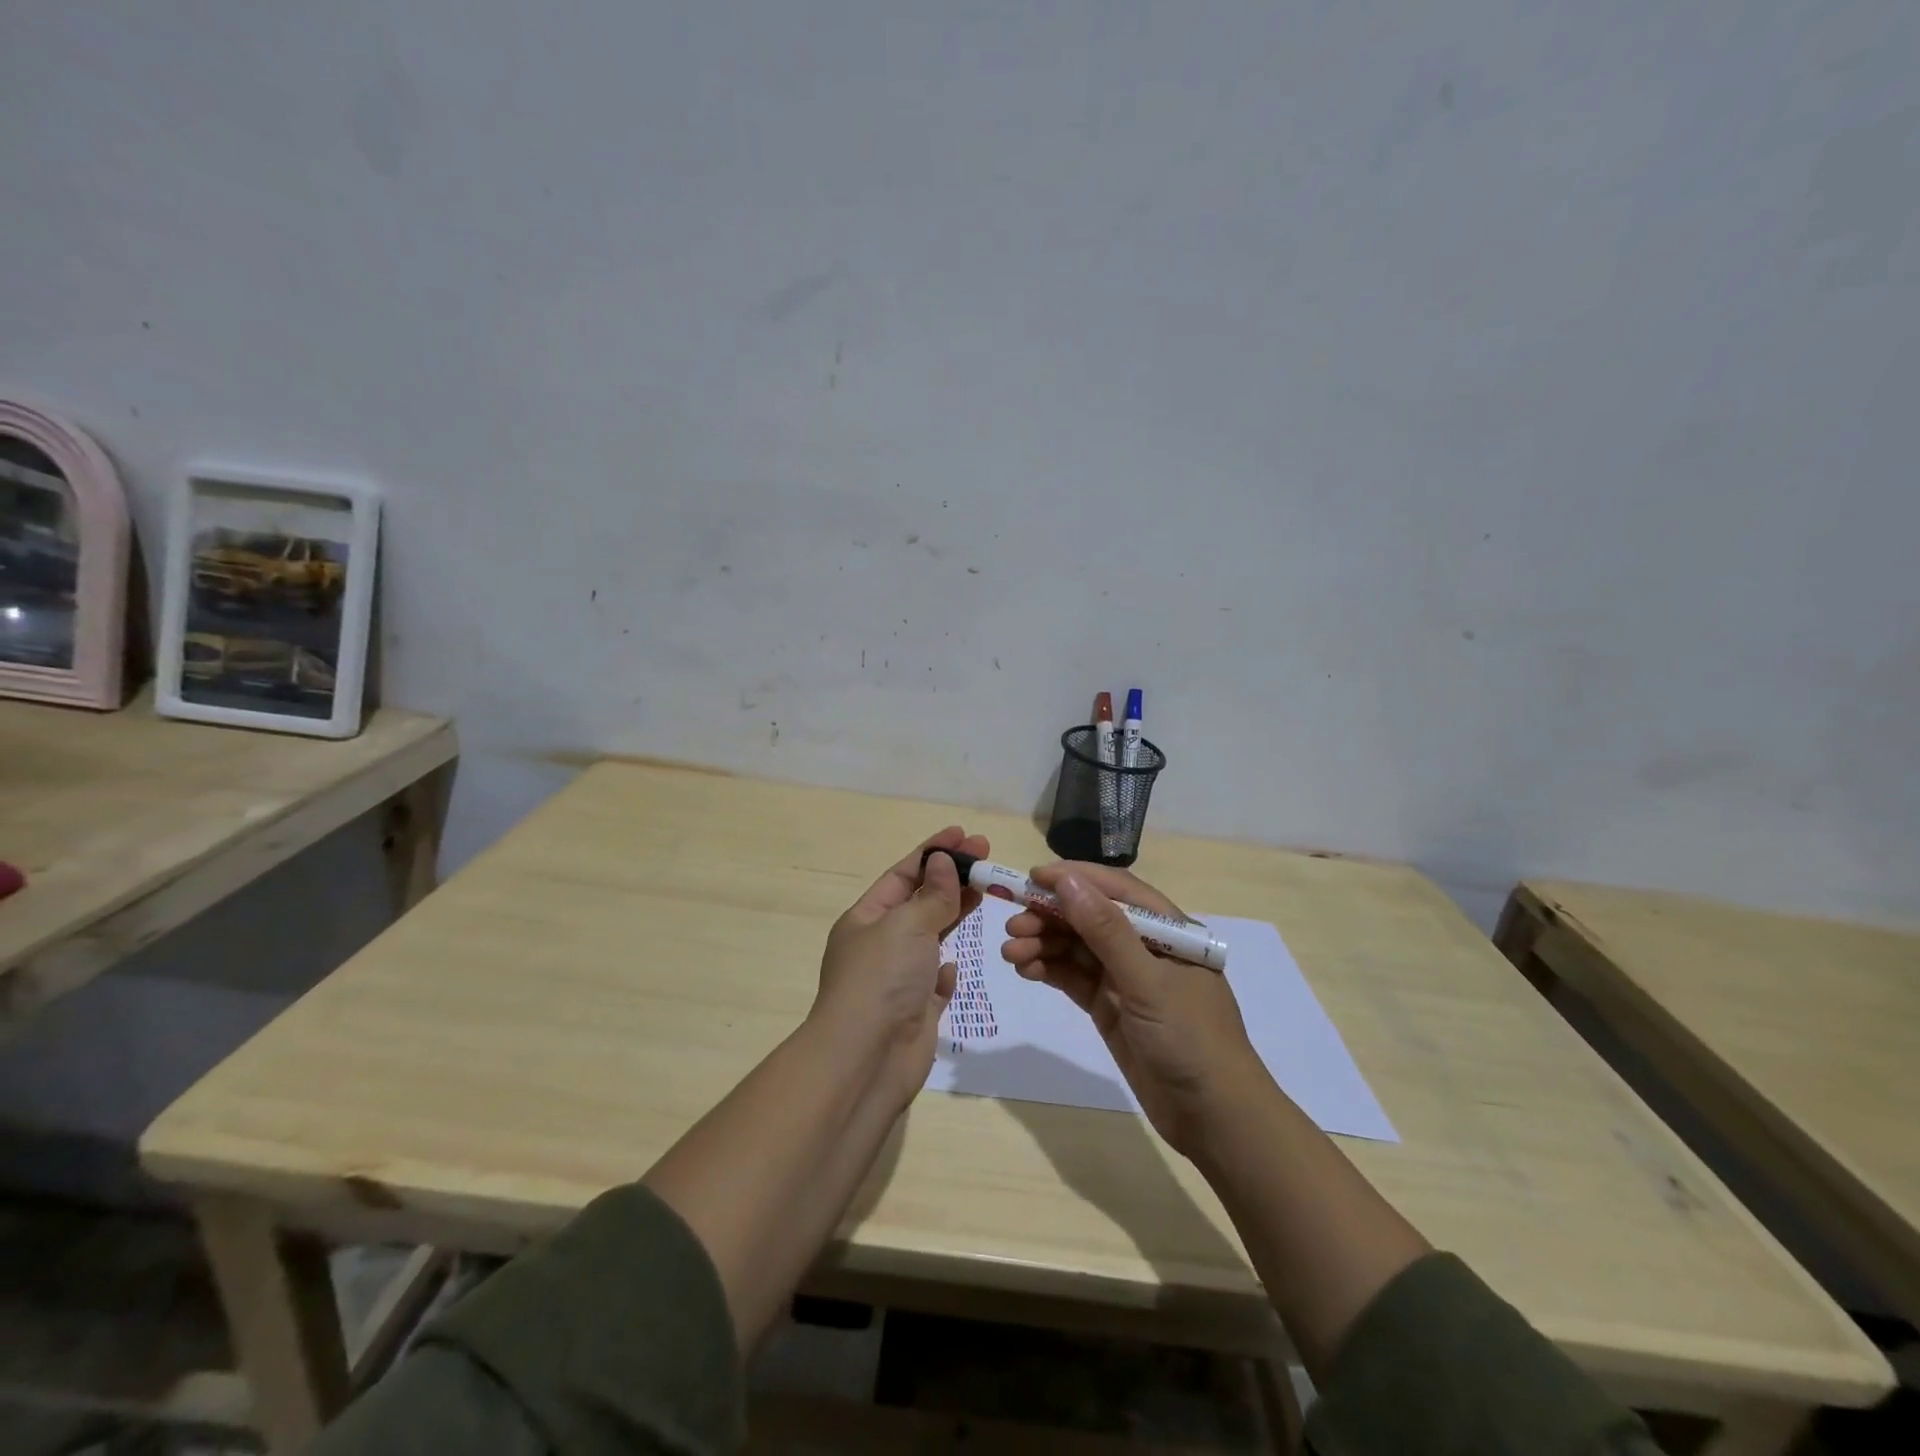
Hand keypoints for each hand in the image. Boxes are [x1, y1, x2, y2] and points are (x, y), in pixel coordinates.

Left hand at [813, 826, 986, 1107]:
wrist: (866, 1060)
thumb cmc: (881, 980)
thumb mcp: (906, 925)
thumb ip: (931, 895)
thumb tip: (942, 862)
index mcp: (865, 919)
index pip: (903, 874)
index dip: (933, 852)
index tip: (964, 835)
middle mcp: (879, 945)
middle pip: (919, 902)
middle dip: (951, 878)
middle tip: (987, 857)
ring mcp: (897, 979)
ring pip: (931, 938)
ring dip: (954, 916)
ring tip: (987, 892)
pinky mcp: (916, 1011)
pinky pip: (934, 981)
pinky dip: (946, 970)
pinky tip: (954, 966)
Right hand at [1001, 862, 1262, 1154]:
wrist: (1214, 1118)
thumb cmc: (1190, 1038)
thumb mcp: (1147, 981)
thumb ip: (1106, 930)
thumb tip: (1066, 881)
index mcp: (1166, 928)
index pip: (1114, 889)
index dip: (1073, 878)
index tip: (1031, 877)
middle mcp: (1144, 946)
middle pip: (1089, 917)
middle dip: (1050, 916)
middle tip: (1012, 926)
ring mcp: (1126, 978)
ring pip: (1077, 948)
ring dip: (1043, 944)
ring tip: (1010, 953)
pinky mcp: (1111, 1007)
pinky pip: (1074, 978)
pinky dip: (1049, 970)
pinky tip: (1025, 969)